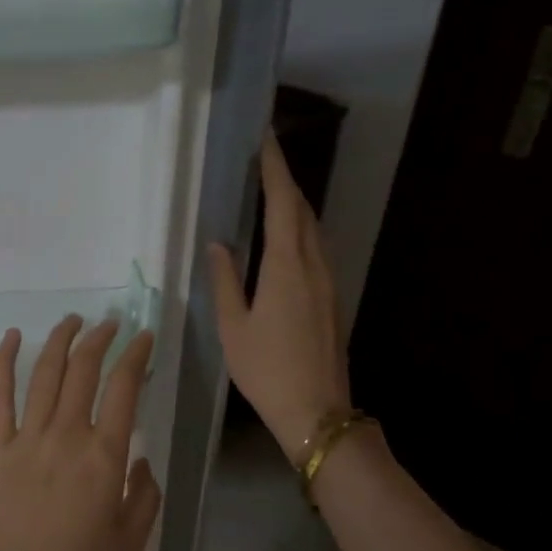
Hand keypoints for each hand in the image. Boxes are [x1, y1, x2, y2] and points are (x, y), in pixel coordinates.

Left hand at [0, 316, 160, 550]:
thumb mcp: (133, 538)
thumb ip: (145, 492)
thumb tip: (141, 460)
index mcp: (105, 455)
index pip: (124, 387)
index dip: (136, 355)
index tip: (143, 338)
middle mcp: (66, 435)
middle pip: (84, 370)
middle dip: (100, 339)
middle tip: (110, 325)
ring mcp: (26, 439)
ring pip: (45, 373)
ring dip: (60, 340)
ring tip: (73, 321)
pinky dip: (3, 362)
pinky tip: (12, 337)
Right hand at [207, 135, 353, 462]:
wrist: (316, 409)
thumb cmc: (266, 370)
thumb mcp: (233, 327)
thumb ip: (225, 281)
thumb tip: (218, 245)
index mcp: (286, 267)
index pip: (283, 204)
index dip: (275, 170)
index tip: (266, 141)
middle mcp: (314, 266)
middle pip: (304, 211)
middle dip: (286, 182)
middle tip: (265, 162)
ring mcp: (329, 282)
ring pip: (315, 230)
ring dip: (296, 206)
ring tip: (273, 193)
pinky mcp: (333, 298)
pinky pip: (318, 250)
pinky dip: (302, 231)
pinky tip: (288, 239)